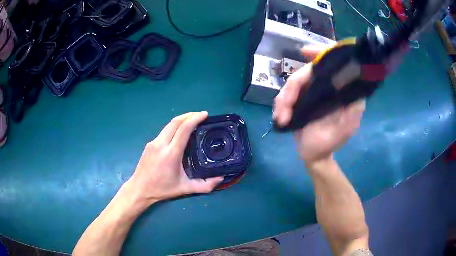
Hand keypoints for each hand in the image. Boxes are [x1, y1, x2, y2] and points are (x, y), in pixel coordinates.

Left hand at [125, 112, 223, 207]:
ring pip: (169, 125)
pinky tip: (179, 133)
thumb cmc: (162, 189)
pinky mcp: (149, 144)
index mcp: (171, 153)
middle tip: (201, 115)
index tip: (205, 114)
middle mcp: (161, 144)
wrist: (140, 189)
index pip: (183, 129)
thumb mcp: (185, 189)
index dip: (195, 119)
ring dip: (181, 120)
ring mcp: (153, 142)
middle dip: (189, 115)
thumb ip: (205, 185)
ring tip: (192, 121)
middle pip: (175, 121)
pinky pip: (164, 131)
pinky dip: (174, 127)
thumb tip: (221, 178)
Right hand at [273, 44, 365, 166]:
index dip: (320, 53)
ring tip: (280, 118)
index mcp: (340, 92)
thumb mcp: (344, 130)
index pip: (332, 65)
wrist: (313, 156)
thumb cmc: (329, 144)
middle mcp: (326, 88)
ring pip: (293, 83)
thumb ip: (352, 113)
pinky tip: (279, 117)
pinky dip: (280, 105)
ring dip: (283, 99)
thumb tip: (355, 92)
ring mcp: (311, 92)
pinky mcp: (300, 99)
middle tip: (283, 108)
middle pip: (306, 72)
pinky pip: (287, 94)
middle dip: (292, 89)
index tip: (304, 52)